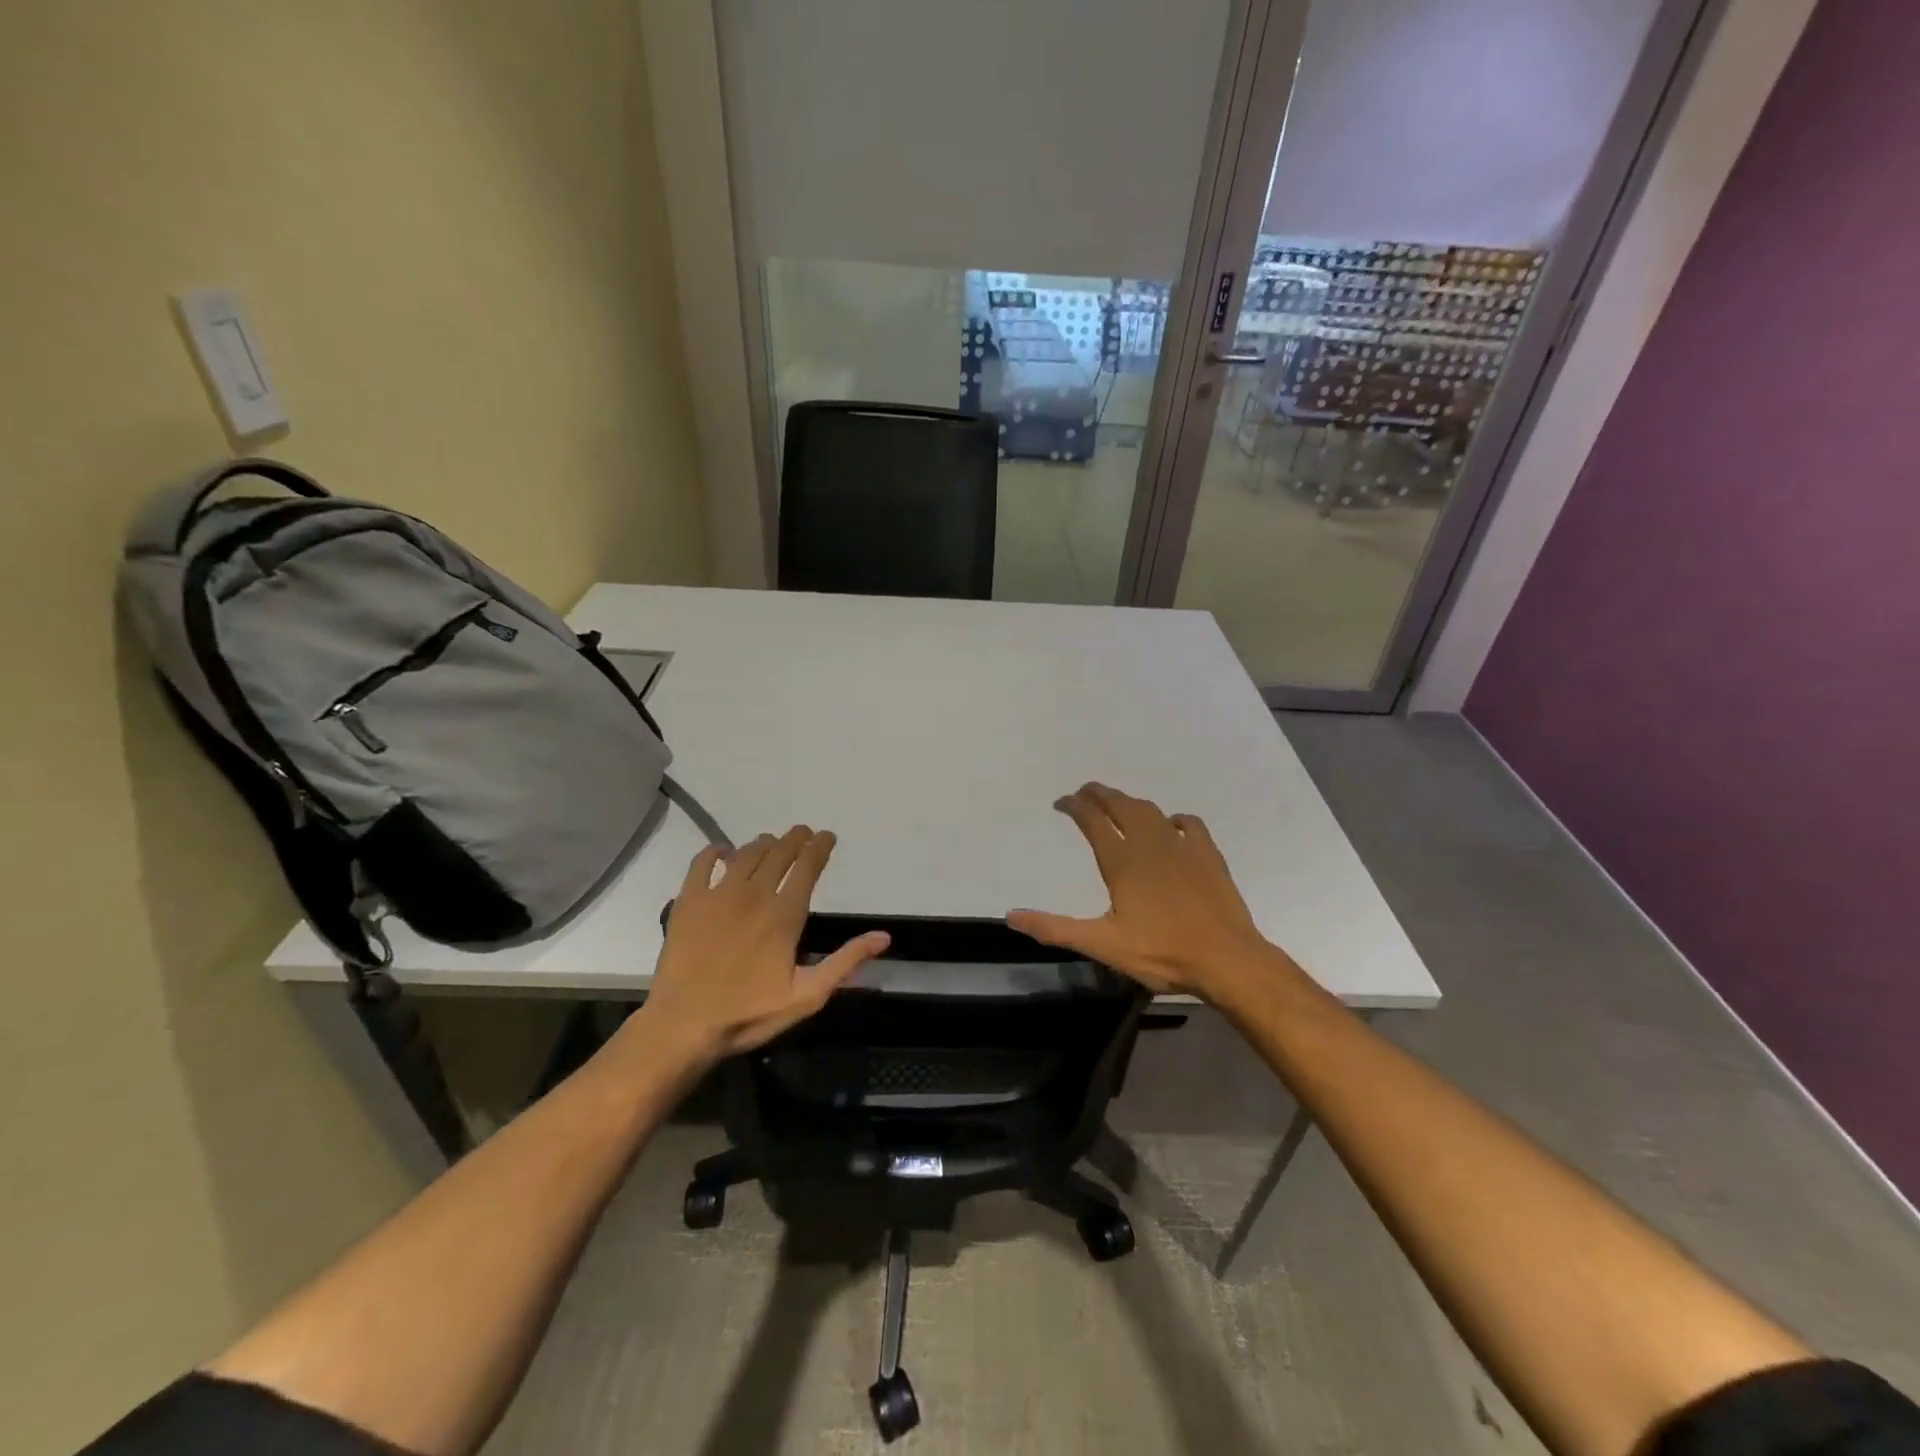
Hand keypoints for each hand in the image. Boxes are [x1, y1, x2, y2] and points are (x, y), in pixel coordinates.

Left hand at [636, 827, 888, 1061]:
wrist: (684, 1025)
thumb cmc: (749, 1014)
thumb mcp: (807, 996)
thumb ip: (845, 962)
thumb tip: (883, 937)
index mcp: (784, 914)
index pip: (807, 867)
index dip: (819, 847)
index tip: (827, 836)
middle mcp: (754, 894)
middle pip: (779, 854)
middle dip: (795, 839)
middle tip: (803, 832)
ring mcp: (718, 894)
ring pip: (746, 854)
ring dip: (763, 844)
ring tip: (771, 842)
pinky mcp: (688, 901)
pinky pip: (701, 863)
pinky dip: (714, 851)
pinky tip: (722, 851)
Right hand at [1008, 783, 1285, 1001]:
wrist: (1226, 958)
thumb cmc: (1162, 951)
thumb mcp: (1102, 944)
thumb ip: (1055, 928)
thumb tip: (1011, 916)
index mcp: (1122, 861)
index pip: (1092, 820)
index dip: (1074, 806)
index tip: (1061, 802)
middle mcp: (1149, 844)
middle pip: (1120, 805)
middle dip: (1099, 794)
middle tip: (1085, 792)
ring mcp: (1182, 846)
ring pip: (1151, 811)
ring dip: (1130, 803)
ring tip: (1119, 804)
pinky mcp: (1208, 854)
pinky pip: (1188, 824)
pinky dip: (1173, 819)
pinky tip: (1171, 826)